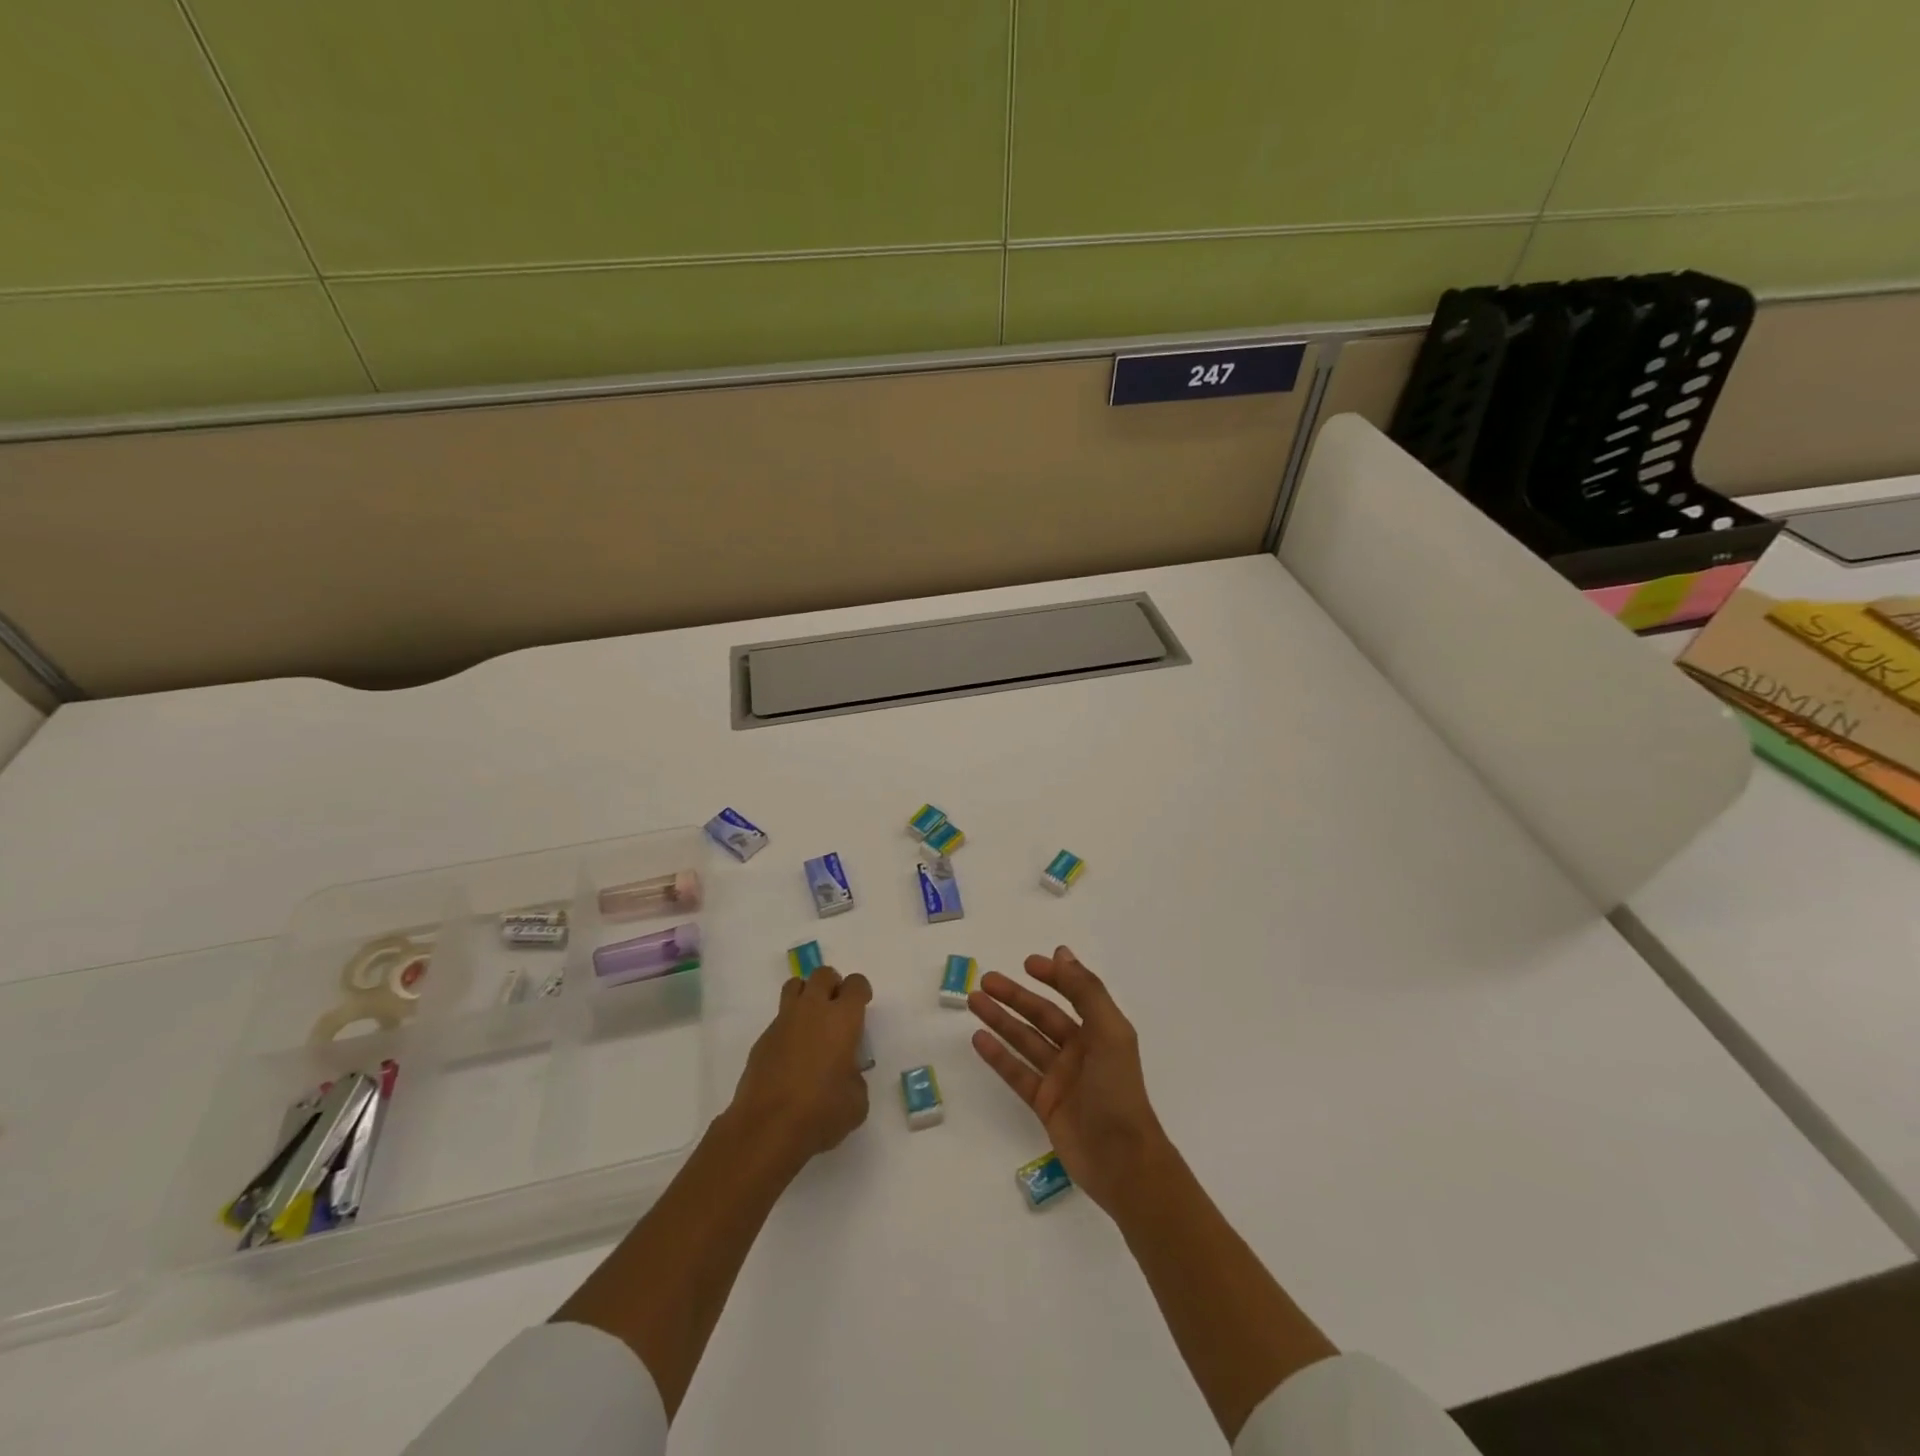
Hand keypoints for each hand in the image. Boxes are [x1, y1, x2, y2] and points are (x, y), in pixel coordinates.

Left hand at [729, 966, 872, 1166]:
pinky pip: (779, 1019)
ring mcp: (783, 1021)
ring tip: (812, 1022)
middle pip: (823, 974)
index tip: (862, 1005)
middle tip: (836, 1009)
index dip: (860, 991)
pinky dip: (788, 1027)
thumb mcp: (856, 1101)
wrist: (767, 1127)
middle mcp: (813, 1010)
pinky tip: (791, 1056)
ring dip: (806, 995)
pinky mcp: (762, 1039)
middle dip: (832, 985)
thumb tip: (845, 1074)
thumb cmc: (821, 1112)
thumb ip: (855, 1078)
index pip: (855, 984)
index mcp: (843, 1018)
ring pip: (795, 986)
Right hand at [969, 946, 1170, 1213]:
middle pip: (1041, 1015)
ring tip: (974, 1001)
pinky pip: (1017, 1072)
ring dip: (1000, 1020)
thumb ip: (1086, 992)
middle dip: (1015, 996)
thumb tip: (1062, 953)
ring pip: (1025, 1040)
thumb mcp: (1109, 1032)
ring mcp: (1060, 1078)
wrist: (1123, 1162)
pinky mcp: (1044, 1104)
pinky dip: (998, 1055)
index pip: (1072, 994)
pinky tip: (979, 1038)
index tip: (1027, 963)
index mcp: (1100, 1031)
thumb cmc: (1118, 1091)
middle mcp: (1080, 1050)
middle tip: (985, 980)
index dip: (1052, 976)